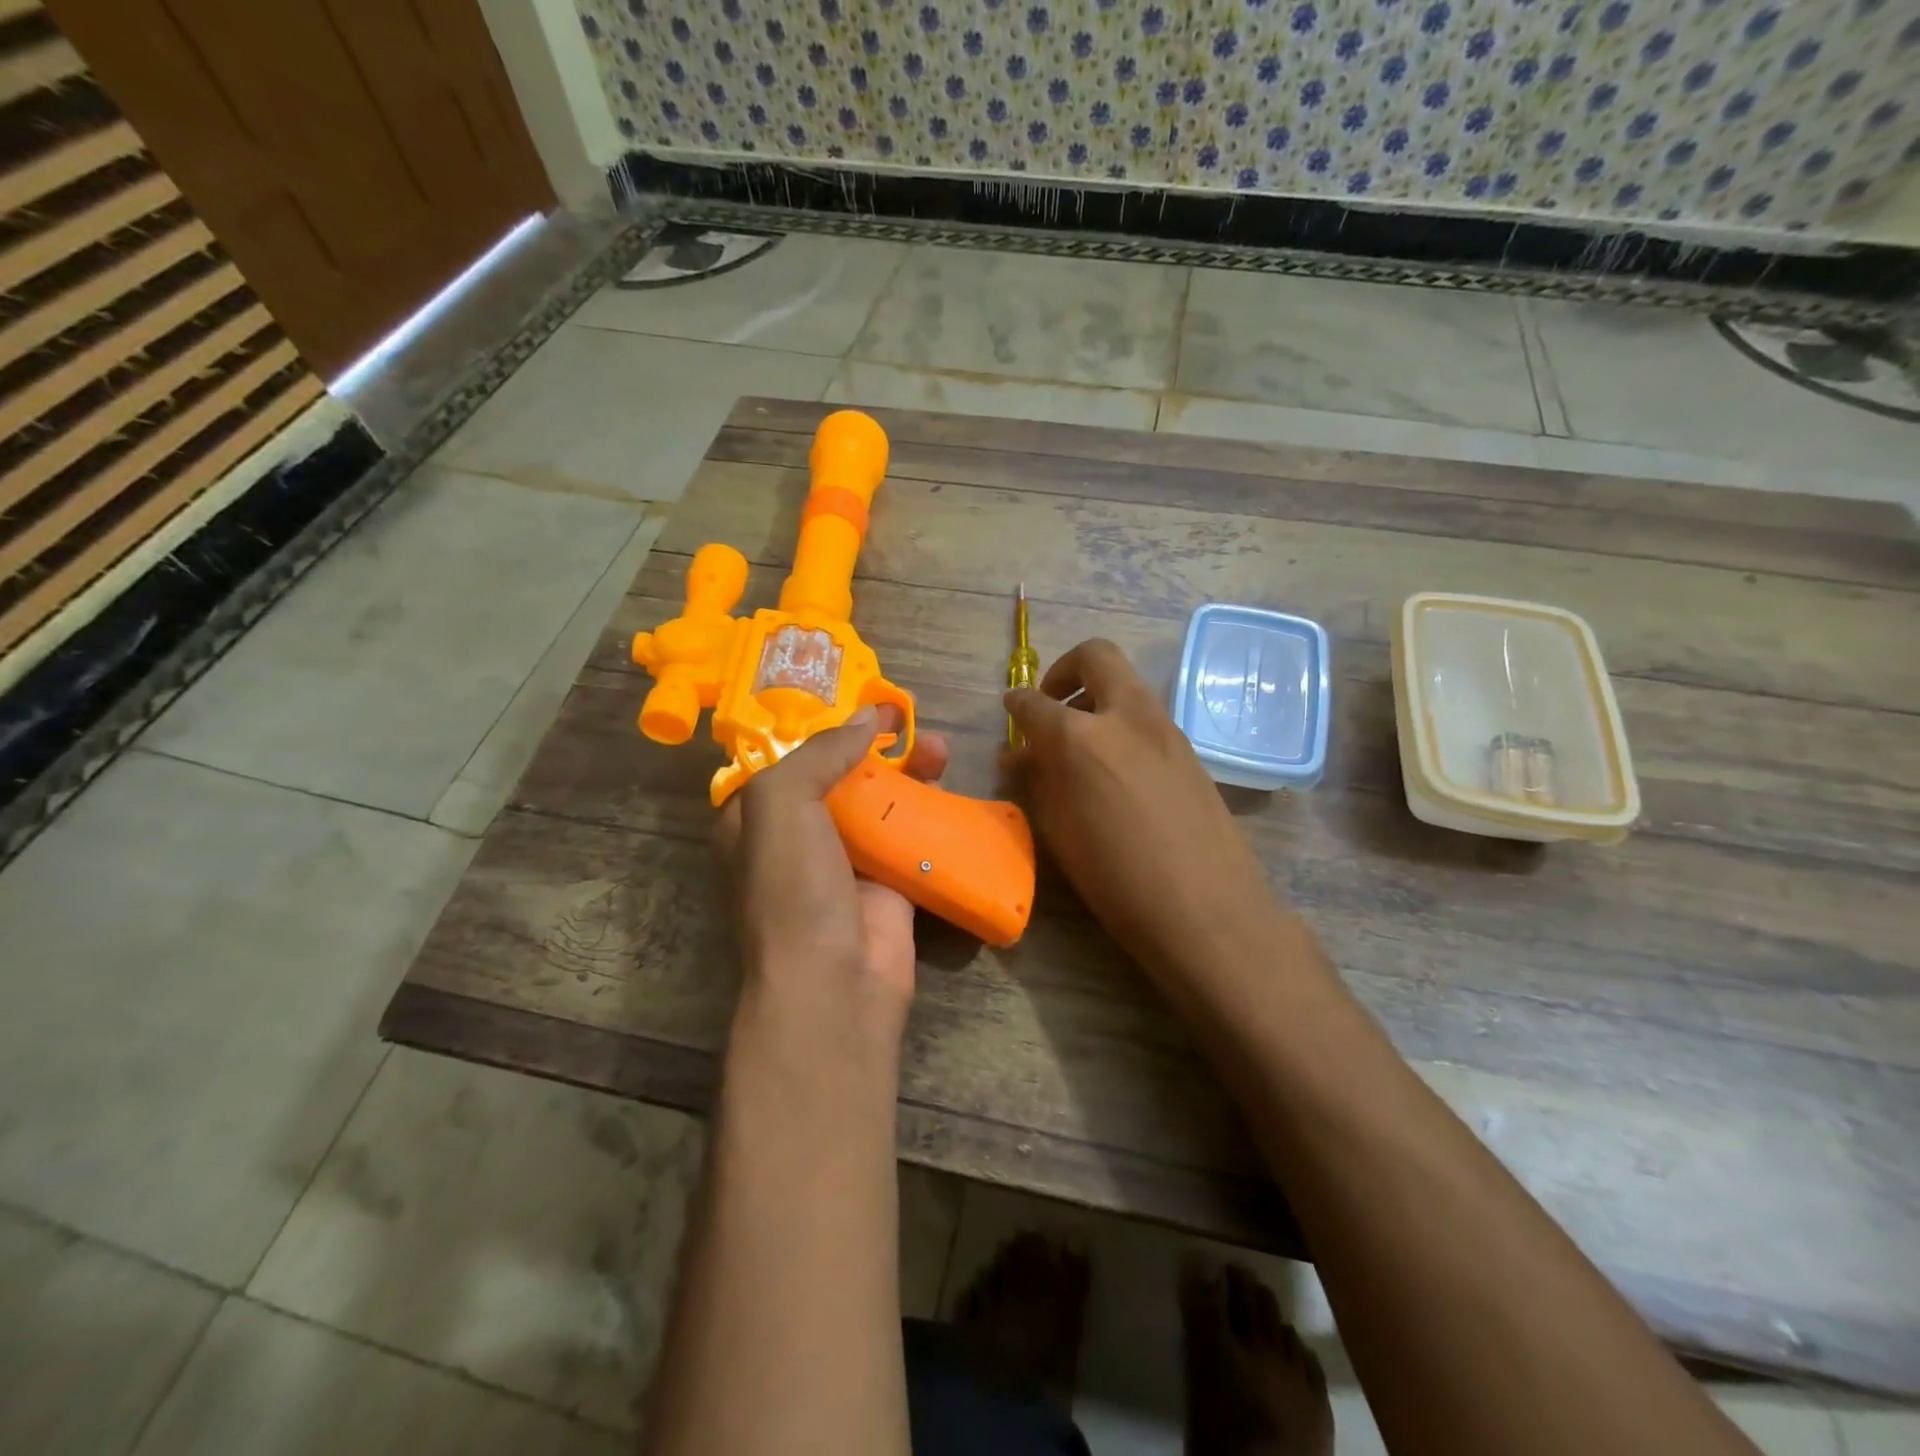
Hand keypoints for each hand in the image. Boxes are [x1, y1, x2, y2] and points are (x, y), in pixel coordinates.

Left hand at [719, 706, 948, 1028]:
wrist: (835, 984)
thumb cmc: (794, 889)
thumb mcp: (782, 805)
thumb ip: (819, 753)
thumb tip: (866, 718)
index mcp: (756, 818)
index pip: (787, 758)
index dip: (820, 725)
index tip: (858, 700)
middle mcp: (798, 836)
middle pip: (839, 774)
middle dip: (871, 743)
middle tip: (905, 715)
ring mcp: (846, 861)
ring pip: (880, 800)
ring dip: (908, 770)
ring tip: (940, 746)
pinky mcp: (889, 882)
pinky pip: (911, 834)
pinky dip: (930, 809)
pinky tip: (949, 786)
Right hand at [1005, 640, 1275, 981]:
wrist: (1206, 908)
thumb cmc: (1115, 880)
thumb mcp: (1058, 832)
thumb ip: (1038, 782)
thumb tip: (1022, 756)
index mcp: (1080, 738)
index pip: (1035, 702)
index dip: (1016, 703)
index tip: (1010, 709)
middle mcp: (1125, 716)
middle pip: (1094, 657)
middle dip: (1065, 670)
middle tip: (1052, 705)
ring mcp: (1166, 728)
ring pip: (1127, 684)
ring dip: (1097, 697)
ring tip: (1080, 744)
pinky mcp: (1190, 749)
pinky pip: (1147, 717)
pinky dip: (1122, 724)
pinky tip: (1116, 770)